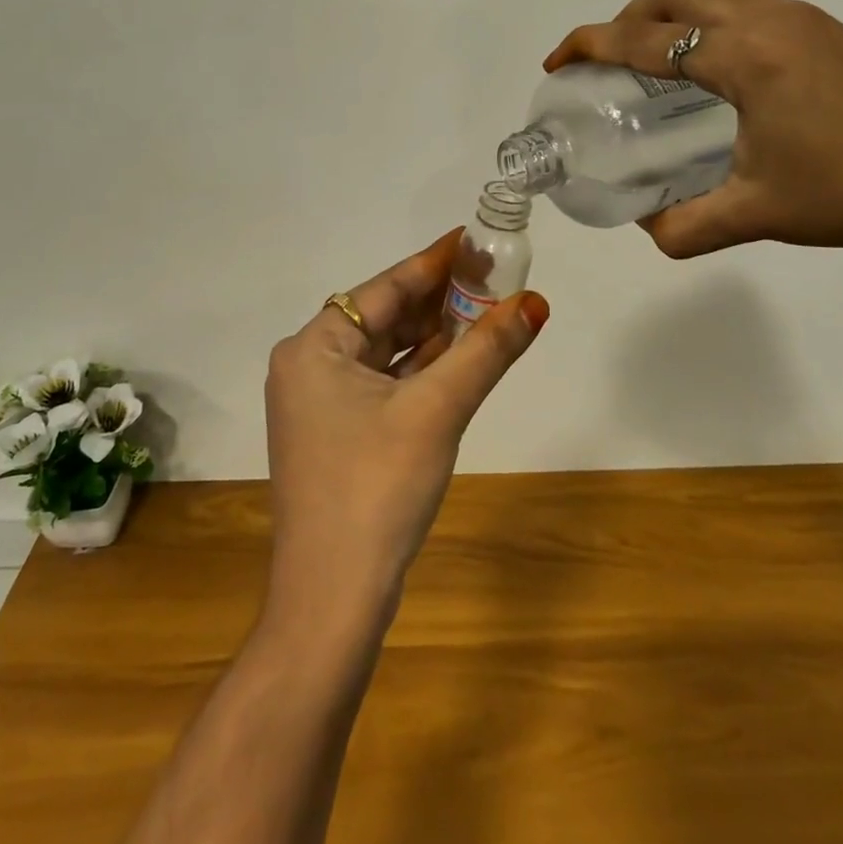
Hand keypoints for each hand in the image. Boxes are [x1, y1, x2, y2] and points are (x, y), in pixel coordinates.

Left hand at [263, 231, 549, 624]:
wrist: (331, 602)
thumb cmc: (377, 488)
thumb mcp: (437, 410)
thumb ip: (486, 351)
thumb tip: (535, 302)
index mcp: (313, 347)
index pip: (383, 288)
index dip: (433, 263)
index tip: (475, 240)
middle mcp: (308, 366)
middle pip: (383, 317)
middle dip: (439, 300)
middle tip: (493, 277)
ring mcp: (318, 404)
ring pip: (385, 353)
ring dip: (434, 336)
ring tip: (486, 310)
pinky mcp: (335, 434)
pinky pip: (383, 384)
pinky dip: (420, 372)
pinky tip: (459, 359)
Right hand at [545, 0, 842, 272]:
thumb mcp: (758, 214)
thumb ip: (686, 227)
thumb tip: (647, 230)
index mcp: (744, 57)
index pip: (644, 39)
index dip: (590, 45)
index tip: (557, 62)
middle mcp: (769, 20)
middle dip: (625, 18)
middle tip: (606, 61)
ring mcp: (805, 19)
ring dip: (670, 14)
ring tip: (654, 61)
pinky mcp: (830, 31)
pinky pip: (748, 4)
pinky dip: (709, 20)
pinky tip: (717, 70)